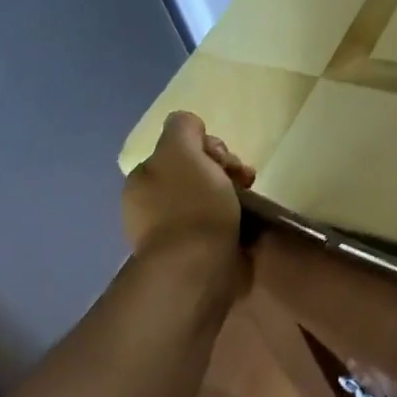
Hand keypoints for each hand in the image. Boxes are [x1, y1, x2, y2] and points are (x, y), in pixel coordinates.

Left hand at [122, 111, 253, 266]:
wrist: (198, 270)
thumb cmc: (191, 205)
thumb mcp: (180, 150)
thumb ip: (182, 129)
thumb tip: (189, 126)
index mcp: (144, 179)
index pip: (182, 149)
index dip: (208, 148)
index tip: (225, 160)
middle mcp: (152, 205)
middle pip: (198, 173)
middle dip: (225, 171)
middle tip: (245, 180)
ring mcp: (173, 233)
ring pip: (212, 198)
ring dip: (235, 195)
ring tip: (253, 205)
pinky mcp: (195, 256)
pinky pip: (219, 226)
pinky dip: (236, 222)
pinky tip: (248, 226)